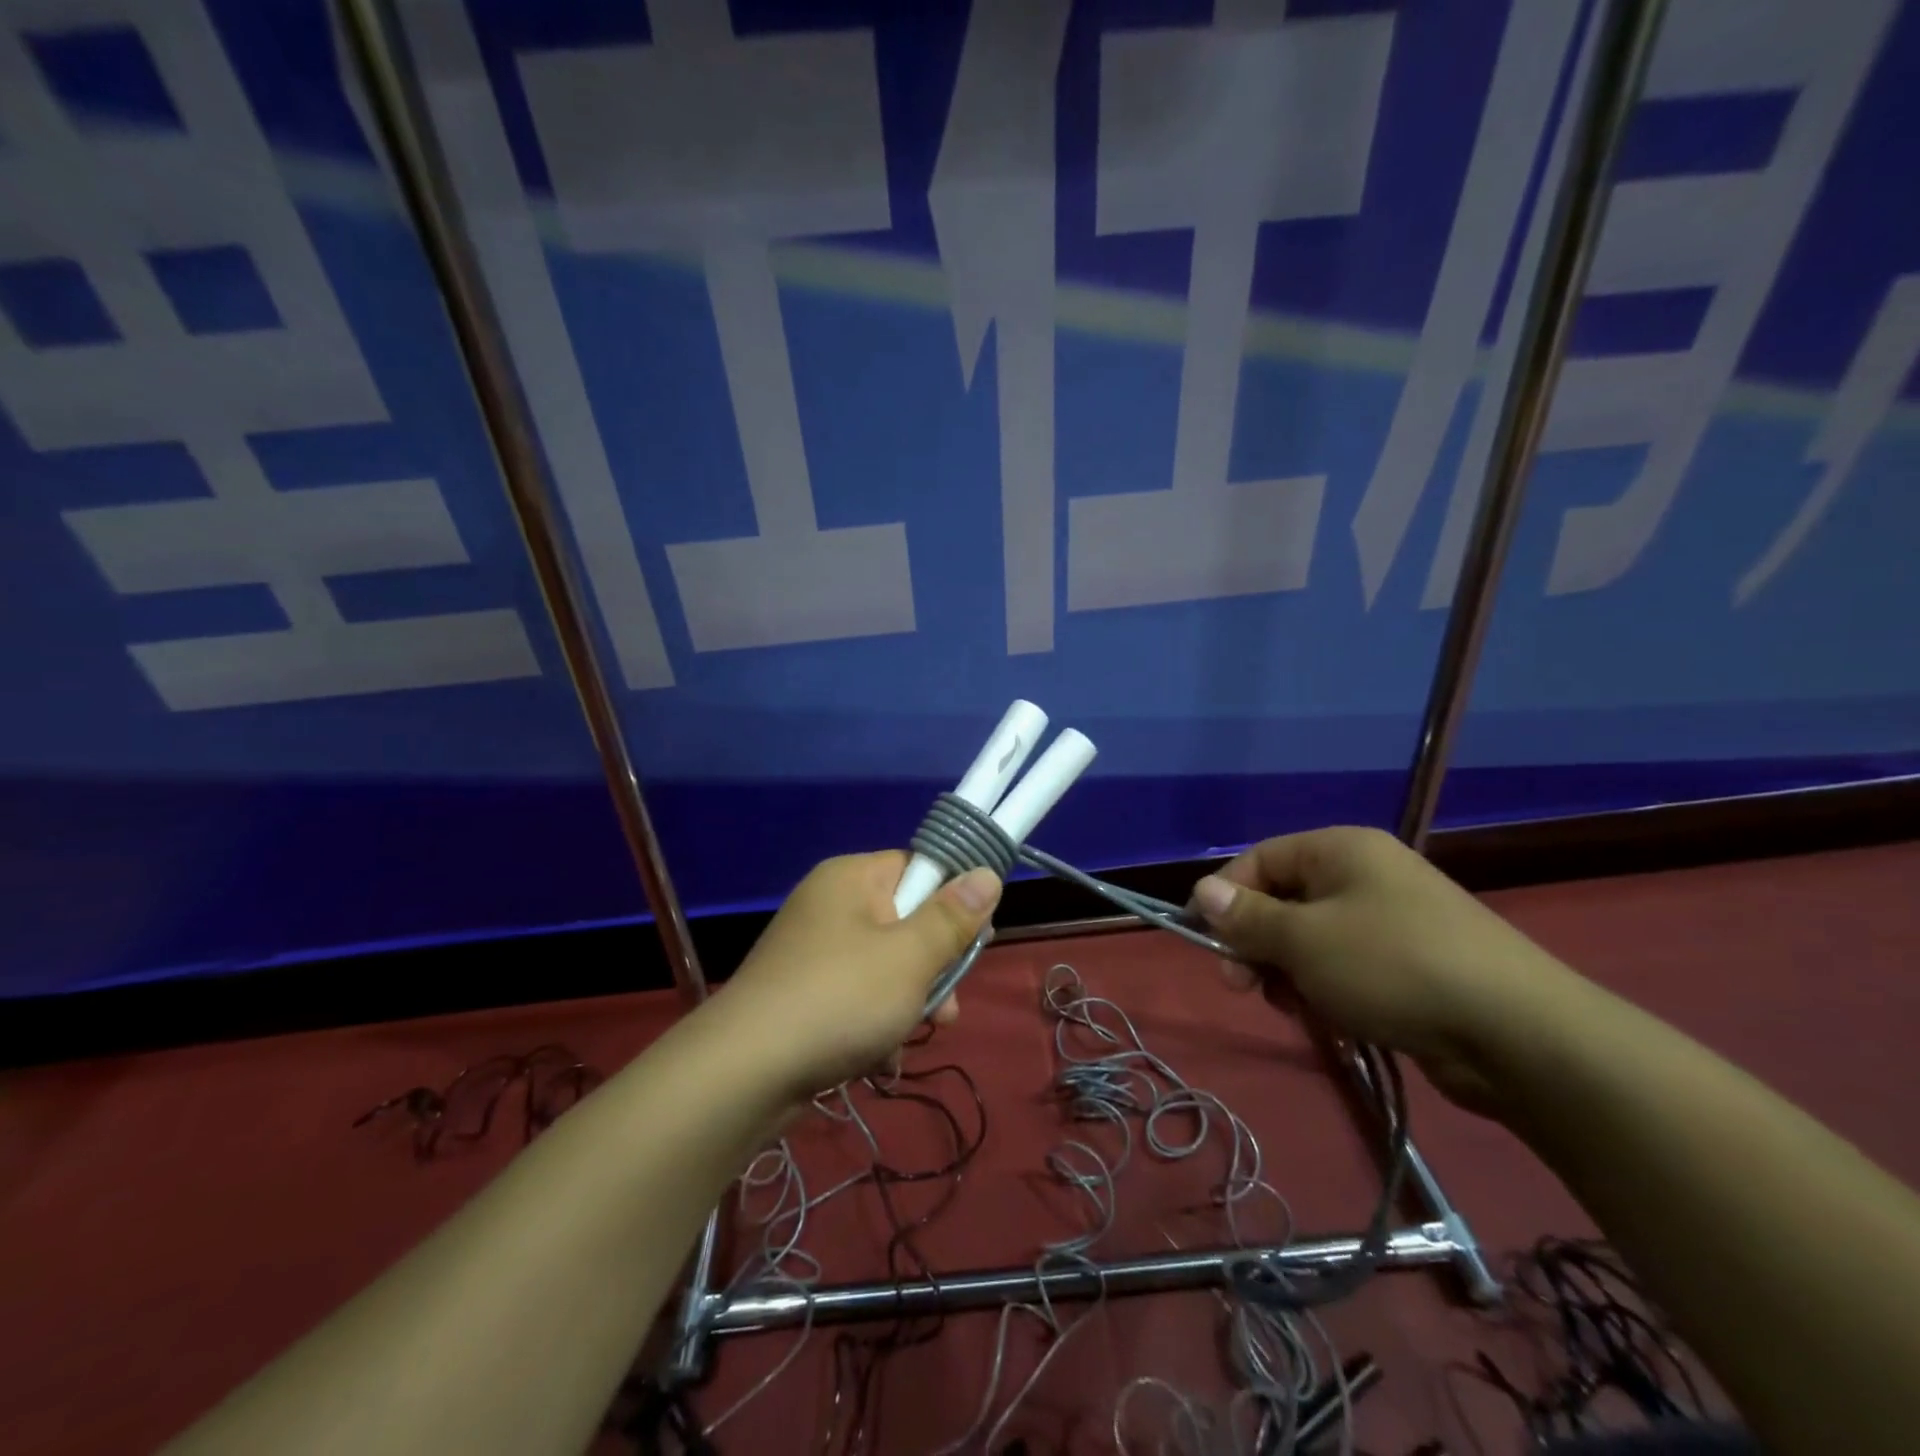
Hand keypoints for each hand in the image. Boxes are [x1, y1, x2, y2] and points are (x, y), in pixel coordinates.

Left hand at [716, 852, 1000, 1101]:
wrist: (743, 1074)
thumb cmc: (839, 999)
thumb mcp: (910, 957)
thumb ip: (952, 917)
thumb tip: (987, 874)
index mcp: (852, 877)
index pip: (919, 867)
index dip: (952, 901)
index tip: (974, 940)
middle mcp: (830, 904)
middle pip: (906, 919)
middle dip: (934, 965)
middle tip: (948, 1005)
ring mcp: (813, 950)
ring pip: (886, 964)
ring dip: (910, 1001)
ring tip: (917, 1034)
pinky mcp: (803, 992)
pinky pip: (857, 994)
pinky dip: (875, 1021)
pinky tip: (881, 1056)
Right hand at [1188, 826, 1581, 1115]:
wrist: (1517, 1034)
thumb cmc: (1392, 966)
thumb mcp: (1304, 940)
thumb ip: (1247, 917)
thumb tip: (1202, 891)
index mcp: (1341, 849)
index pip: (1260, 860)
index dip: (1226, 897)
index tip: (1205, 943)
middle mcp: (1366, 875)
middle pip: (1284, 900)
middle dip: (1258, 944)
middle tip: (1244, 987)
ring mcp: (1393, 920)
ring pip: (1312, 939)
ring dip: (1290, 973)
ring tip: (1298, 1008)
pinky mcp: (1412, 964)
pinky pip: (1347, 967)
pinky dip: (1328, 990)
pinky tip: (1333, 1020)